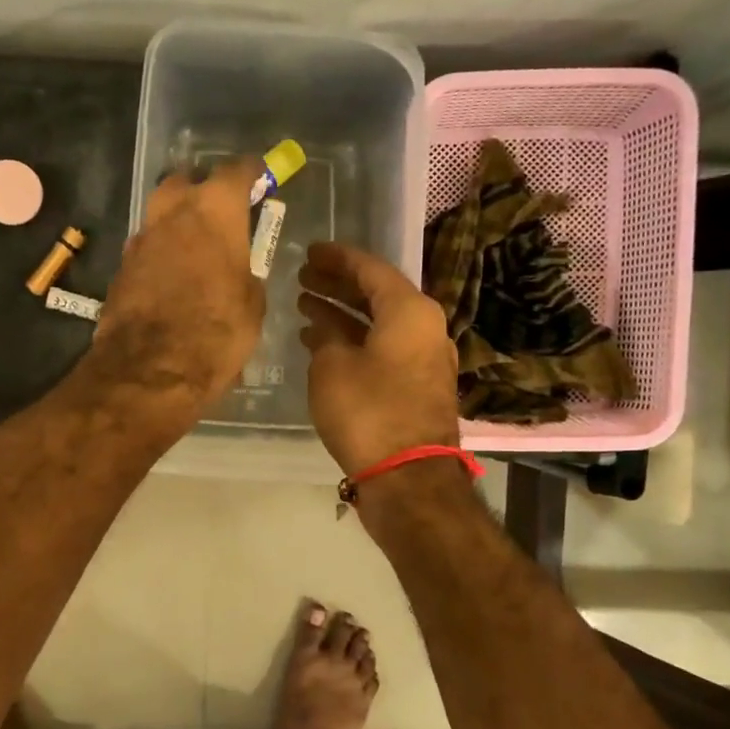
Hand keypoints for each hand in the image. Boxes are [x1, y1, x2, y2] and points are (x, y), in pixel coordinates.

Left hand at [87, 158, 264, 420]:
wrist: (149, 372)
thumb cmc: (216, 334)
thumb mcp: (252, 305)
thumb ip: (247, 272)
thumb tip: (239, 269)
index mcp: (213, 211)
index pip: (236, 171)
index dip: (252, 174)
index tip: (262, 180)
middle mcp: (172, 213)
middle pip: (186, 183)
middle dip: (204, 191)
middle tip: (222, 215)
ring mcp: (140, 239)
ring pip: (161, 214)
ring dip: (179, 224)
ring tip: (197, 251)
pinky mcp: (121, 268)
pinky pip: (148, 248)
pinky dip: (162, 254)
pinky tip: (173, 280)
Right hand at [298, 242, 460, 474]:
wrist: (408, 476)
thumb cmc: (368, 411)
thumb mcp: (332, 366)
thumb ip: (326, 336)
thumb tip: (325, 328)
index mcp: (410, 311)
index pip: (370, 269)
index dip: (337, 259)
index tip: (310, 252)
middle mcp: (425, 328)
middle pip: (377, 295)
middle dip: (338, 285)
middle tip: (303, 278)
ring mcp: (425, 359)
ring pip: (379, 324)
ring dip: (343, 315)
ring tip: (305, 308)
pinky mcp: (418, 387)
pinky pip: (383, 349)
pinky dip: (355, 342)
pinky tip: (324, 345)